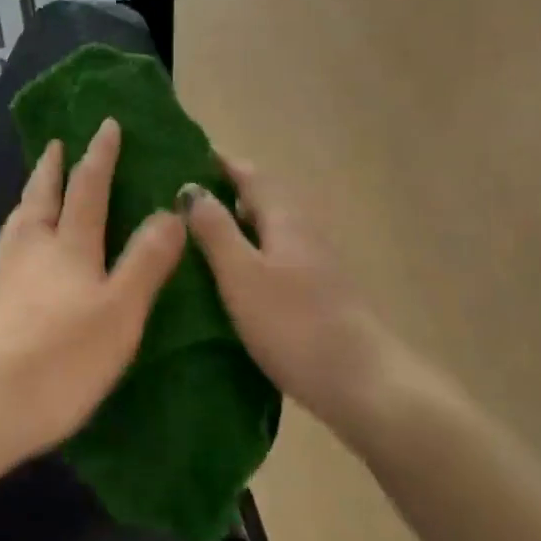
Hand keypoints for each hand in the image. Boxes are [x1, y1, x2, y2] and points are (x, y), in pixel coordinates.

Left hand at [0, 118, 186, 468]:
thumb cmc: (61, 357)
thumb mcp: (120, 310)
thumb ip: (146, 261)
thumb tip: (170, 211)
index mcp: (69, 247)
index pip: (88, 188)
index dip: (99, 155)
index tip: (105, 124)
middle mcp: (32, 251)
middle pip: (41, 198)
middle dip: (52, 168)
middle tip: (56, 144)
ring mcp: (5, 277)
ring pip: (19, 222)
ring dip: (31, 196)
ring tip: (36, 188)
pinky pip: (9, 249)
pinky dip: (19, 232)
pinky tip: (21, 251)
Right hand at [180, 157, 407, 432]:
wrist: (361, 383)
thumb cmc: (294, 324)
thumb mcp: (242, 275)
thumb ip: (216, 231)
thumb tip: (191, 188)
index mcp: (286, 219)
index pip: (250, 175)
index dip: (220, 164)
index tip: (184, 157)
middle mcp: (304, 232)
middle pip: (262, 200)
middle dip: (224, 195)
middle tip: (179, 202)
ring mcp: (316, 264)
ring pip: (269, 231)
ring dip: (237, 227)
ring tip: (195, 239)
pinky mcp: (318, 294)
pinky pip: (275, 259)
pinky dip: (249, 256)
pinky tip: (230, 279)